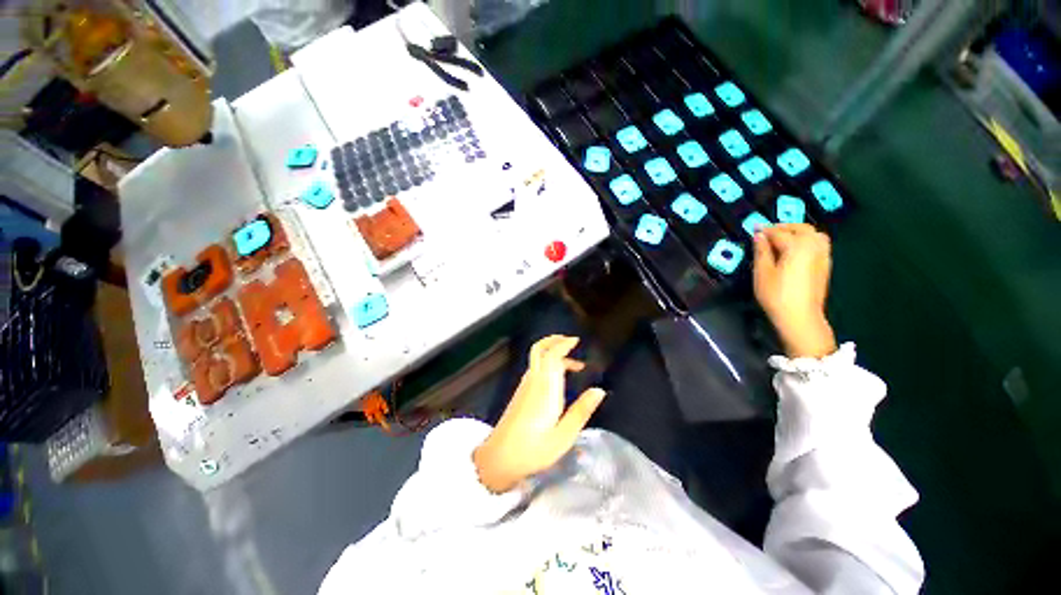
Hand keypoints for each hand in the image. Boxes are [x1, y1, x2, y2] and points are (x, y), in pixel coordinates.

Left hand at [473, 336, 606, 492]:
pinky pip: (535, 368)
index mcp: (545, 388)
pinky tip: (559, 378)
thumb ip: (581, 411)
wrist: (499, 458)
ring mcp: (525, 385)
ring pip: (537, 358)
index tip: (577, 341)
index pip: (552, 355)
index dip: (563, 344)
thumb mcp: (564, 436)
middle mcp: (533, 381)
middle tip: (572, 342)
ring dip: (553, 353)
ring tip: (574, 365)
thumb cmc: (533, 450)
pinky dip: (548, 364)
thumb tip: (599, 390)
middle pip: (540, 350)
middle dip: (554, 341)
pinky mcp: (521, 392)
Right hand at [753, 223, 836, 358]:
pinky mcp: (825, 265)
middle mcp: (813, 246)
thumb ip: (761, 251)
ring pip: (814, 234)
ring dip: (798, 232)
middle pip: (801, 228)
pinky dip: (807, 240)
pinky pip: (819, 244)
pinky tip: (796, 249)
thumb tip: (759, 236)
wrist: (800, 316)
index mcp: (797, 246)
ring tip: (783, 238)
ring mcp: (823, 255)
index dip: (764, 230)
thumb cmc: (776, 294)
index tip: (753, 229)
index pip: (778, 233)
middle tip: (768, 232)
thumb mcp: (762, 272)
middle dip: (784, 227)